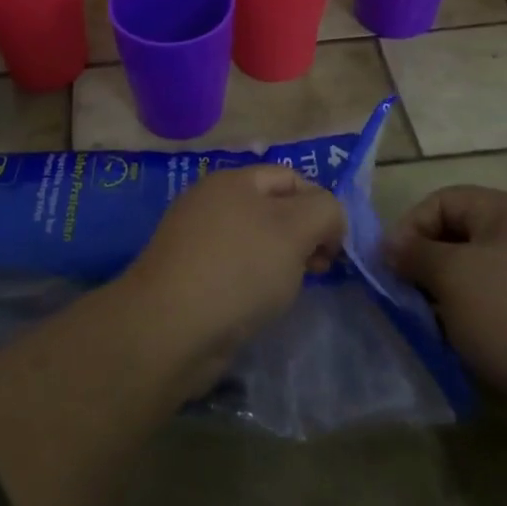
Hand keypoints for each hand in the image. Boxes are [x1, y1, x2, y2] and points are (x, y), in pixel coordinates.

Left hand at [121, 165, 345, 380]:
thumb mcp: (295, 229)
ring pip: (255, 242)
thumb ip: (324, 211)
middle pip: (273, 209)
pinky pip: (235, 269)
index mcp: (234, 181)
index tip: (336, 246)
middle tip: (321, 268)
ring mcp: (197, 240)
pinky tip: (261, 305)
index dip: (321, 205)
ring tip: (292, 289)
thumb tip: (328, 219)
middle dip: (304, 235)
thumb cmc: (239, 269)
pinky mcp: (190, 276)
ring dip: (282, 261)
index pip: (291, 177)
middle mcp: (212, 203)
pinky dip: (255, 282)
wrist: (170, 327)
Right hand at [385, 185, 506, 428]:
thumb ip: (415, 253)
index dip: (409, 228)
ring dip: (454, 297)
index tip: (390, 268)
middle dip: (429, 266)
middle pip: (464, 236)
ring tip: (440, 330)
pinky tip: (476, 348)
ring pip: (484, 274)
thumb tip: (392, 245)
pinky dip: (484, 319)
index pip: (443, 200)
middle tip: (411, 301)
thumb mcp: (452, 277)